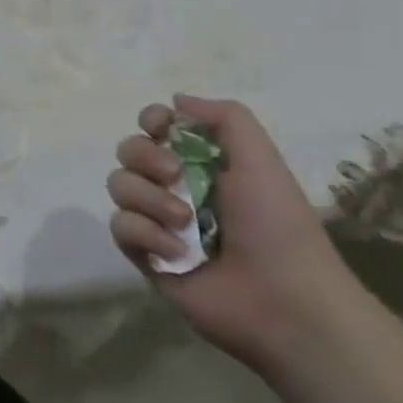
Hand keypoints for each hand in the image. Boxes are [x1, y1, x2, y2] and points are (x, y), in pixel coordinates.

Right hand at [106, 95, 369, 372]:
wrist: (283, 301)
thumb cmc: (276, 225)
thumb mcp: (261, 158)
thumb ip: (225, 117)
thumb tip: (175, 101)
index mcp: (204, 162)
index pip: (156, 126)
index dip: (151, 120)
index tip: (160, 129)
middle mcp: (176, 187)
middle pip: (129, 151)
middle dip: (145, 157)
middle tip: (175, 176)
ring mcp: (158, 221)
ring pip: (119, 186)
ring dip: (149, 199)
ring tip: (183, 224)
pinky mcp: (145, 256)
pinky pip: (120, 227)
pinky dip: (144, 234)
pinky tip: (174, 252)